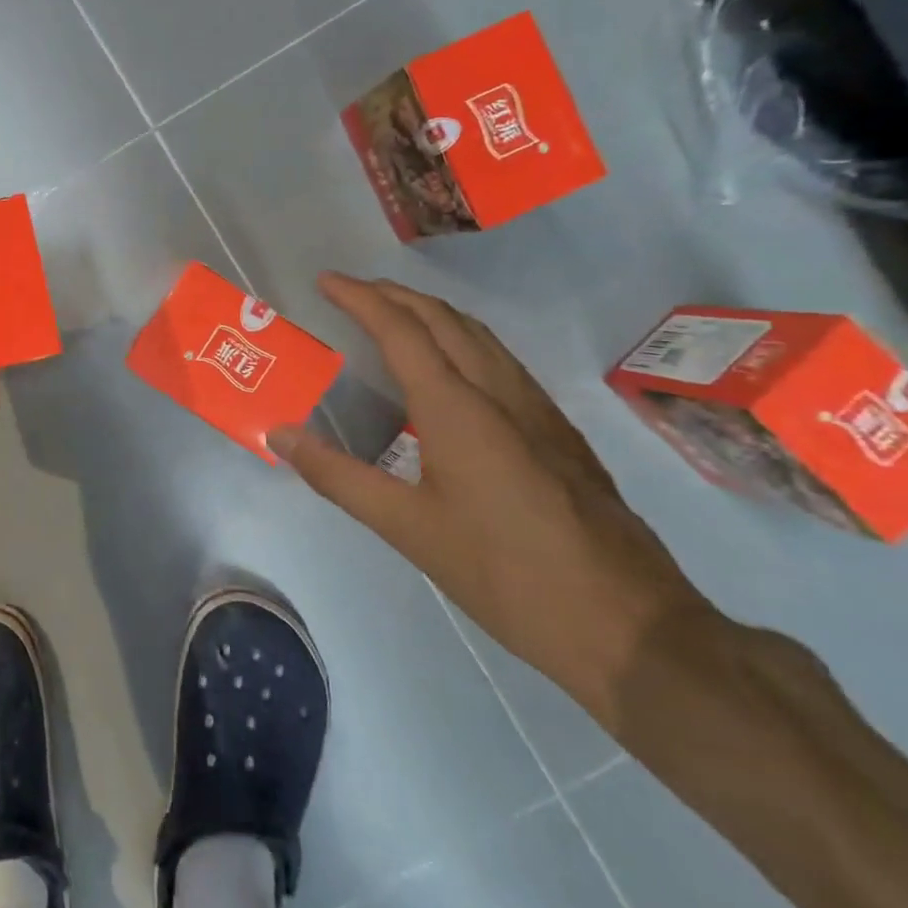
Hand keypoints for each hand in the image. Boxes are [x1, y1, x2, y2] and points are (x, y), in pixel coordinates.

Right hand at [269, 274, 712, 727]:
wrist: (628, 625)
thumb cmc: (504, 573)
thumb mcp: (408, 528)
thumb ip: (338, 476)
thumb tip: (279, 434)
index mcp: (457, 407)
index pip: (400, 330)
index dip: (360, 299)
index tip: (326, 281)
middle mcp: (499, 393)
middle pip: (443, 319)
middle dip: (394, 295)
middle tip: (353, 292)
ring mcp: (538, 410)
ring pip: (479, 336)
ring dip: (431, 313)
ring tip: (395, 317)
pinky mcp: (559, 433)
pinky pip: (501, 361)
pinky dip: (463, 341)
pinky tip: (453, 371)